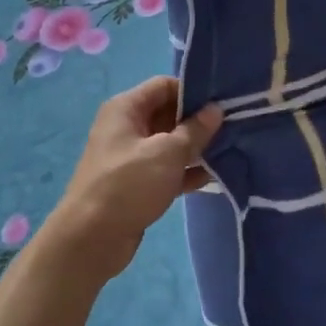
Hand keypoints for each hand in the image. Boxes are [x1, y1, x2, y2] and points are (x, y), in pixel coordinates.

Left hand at [50, 77, 223, 275]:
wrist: (91, 239)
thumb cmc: (128, 184)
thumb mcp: (167, 153)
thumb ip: (195, 130)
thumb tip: (216, 109)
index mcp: (126, 108)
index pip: (164, 86)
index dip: (193, 91)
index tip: (223, 103)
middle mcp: (126, 127)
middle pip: (168, 113)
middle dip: (198, 121)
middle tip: (234, 126)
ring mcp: (131, 156)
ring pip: (170, 144)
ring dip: (196, 148)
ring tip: (232, 149)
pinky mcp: (137, 183)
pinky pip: (167, 169)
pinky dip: (187, 171)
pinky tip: (215, 176)